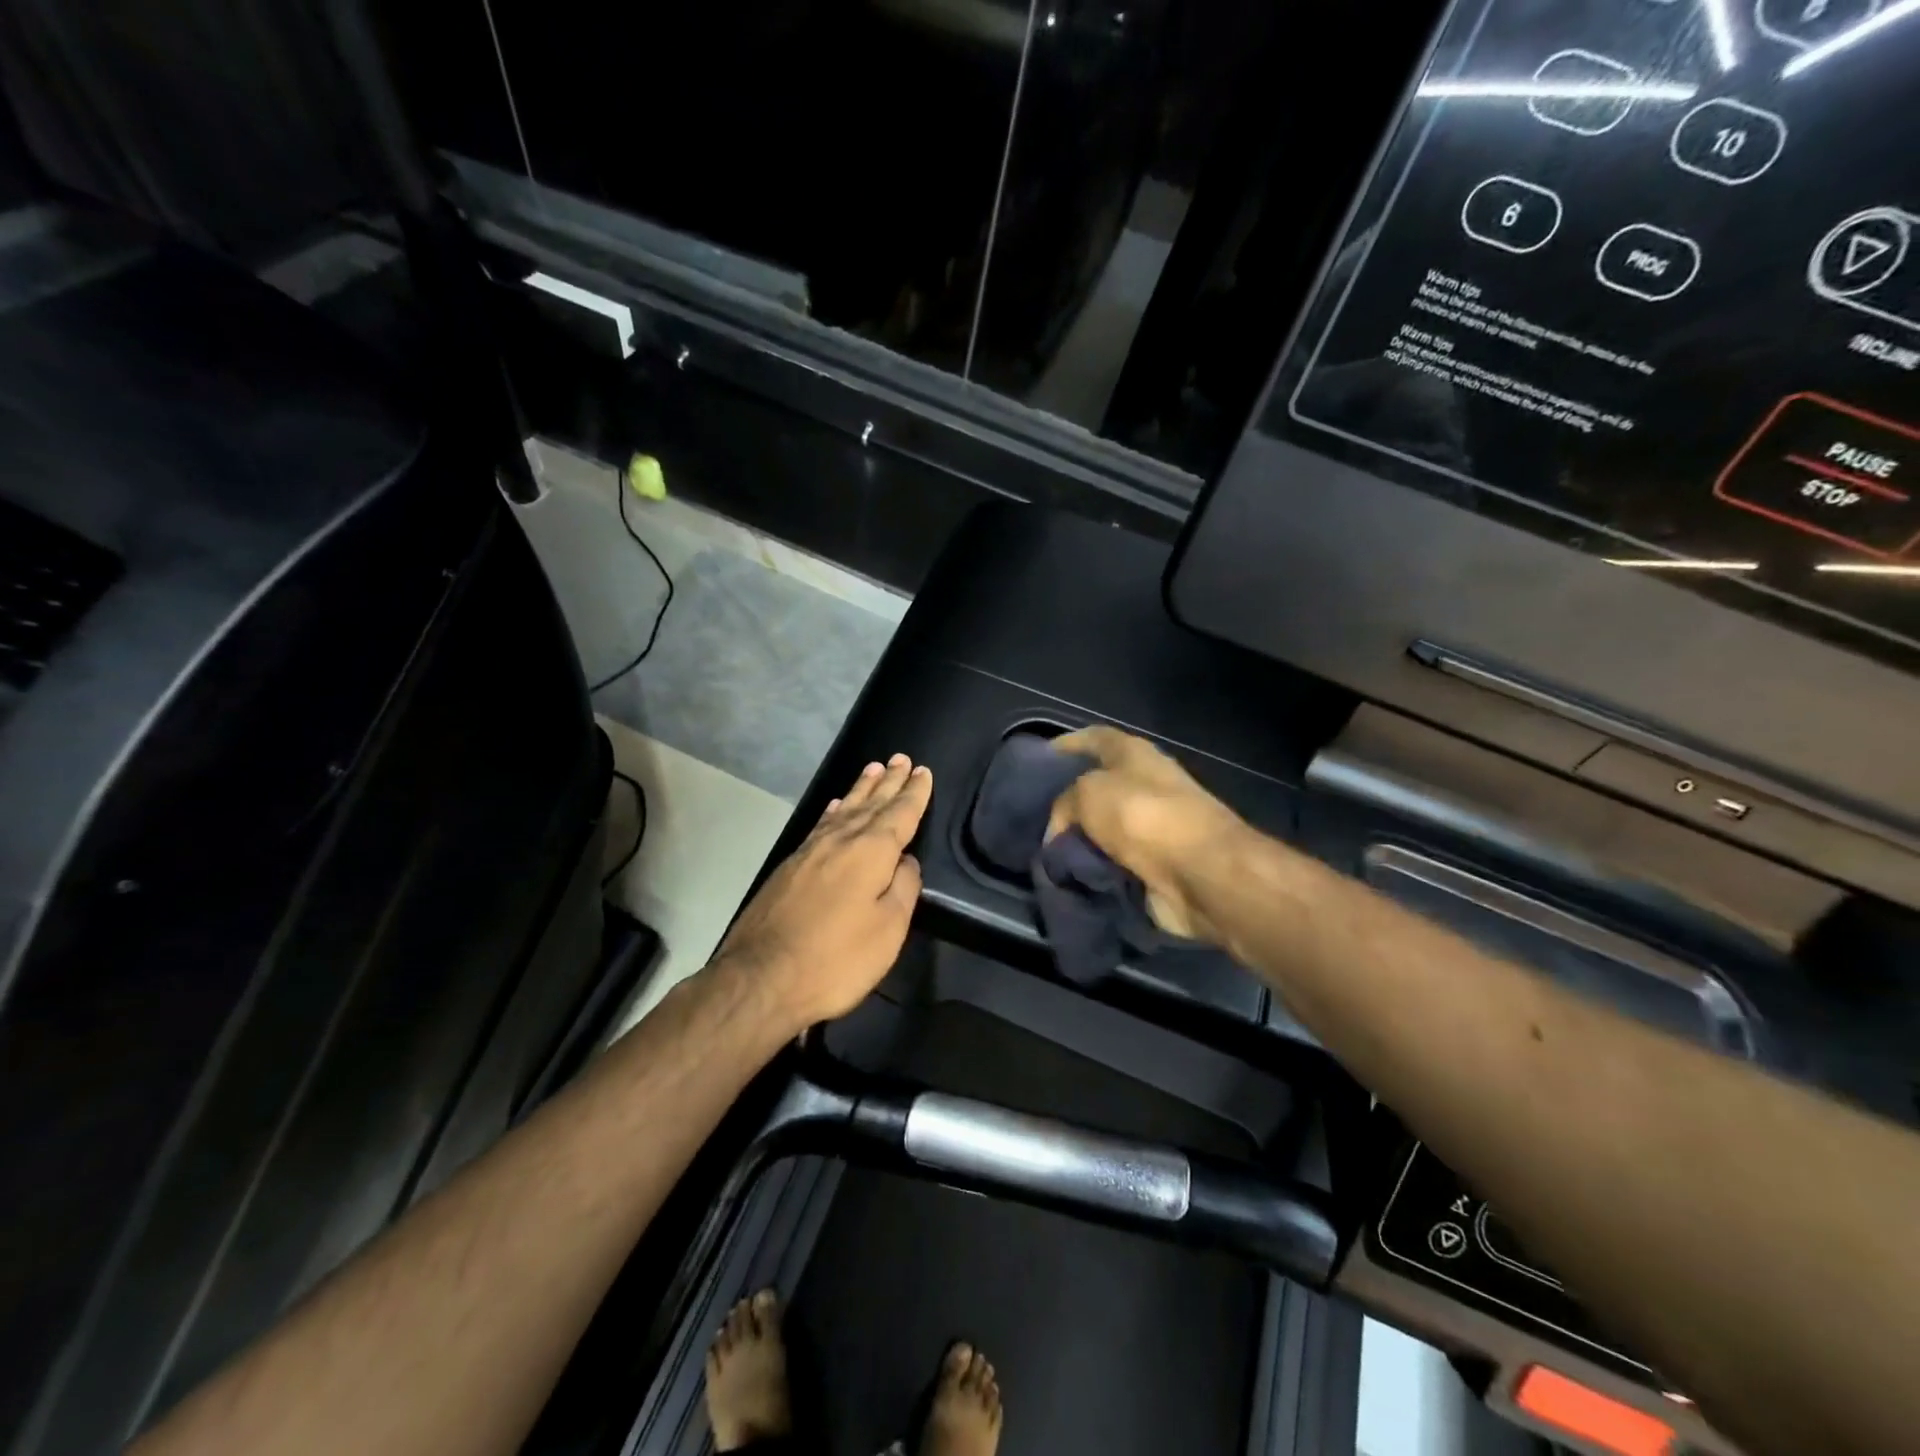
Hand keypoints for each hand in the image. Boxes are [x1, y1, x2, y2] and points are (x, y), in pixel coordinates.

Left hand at [714, 754, 931, 1029]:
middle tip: (900, 758)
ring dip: (861, 789)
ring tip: (872, 770)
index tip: (923, 771)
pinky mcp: (790, 867)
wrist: (761, 978)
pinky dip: (833, 811)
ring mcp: (811, 852)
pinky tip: (835, 807)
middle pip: (871, 804)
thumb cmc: (836, 958)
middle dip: (888, 782)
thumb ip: (903, 889)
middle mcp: (841, 841)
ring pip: (843, 810)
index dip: (913, 793)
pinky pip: (821, 824)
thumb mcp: (887, 930)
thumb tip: (907, 860)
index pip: (900, 814)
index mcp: (871, 852)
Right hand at [1047, 726, 1248, 943]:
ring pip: (1102, 829)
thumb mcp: (1088, 793)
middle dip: (1066, 801)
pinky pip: (1112, 863)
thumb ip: (1064, 804)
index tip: (1037, 760)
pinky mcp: (1155, 864)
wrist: (1202, 874)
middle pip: (1097, 786)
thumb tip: (1058, 831)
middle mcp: (1145, 784)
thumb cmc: (1144, 817)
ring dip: (1078, 841)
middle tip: (1032, 817)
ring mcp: (1152, 826)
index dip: (1066, 744)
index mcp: (1134, 754)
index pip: (1094, 738)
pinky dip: (1092, 870)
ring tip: (1044, 853)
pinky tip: (1068, 877)